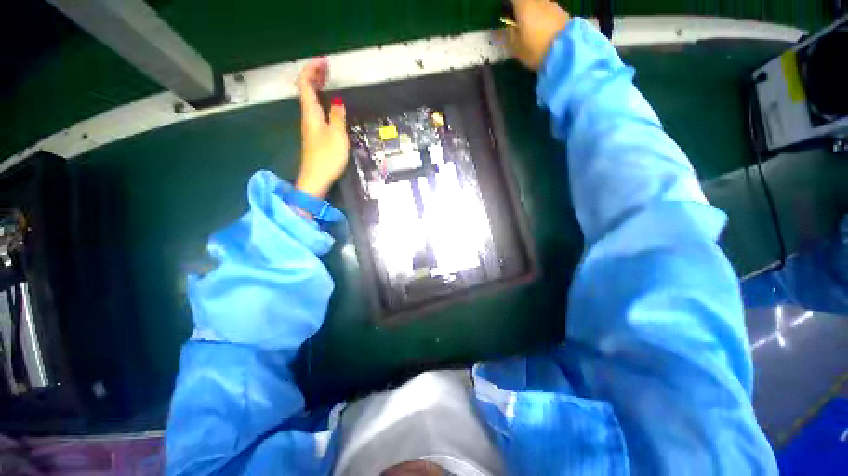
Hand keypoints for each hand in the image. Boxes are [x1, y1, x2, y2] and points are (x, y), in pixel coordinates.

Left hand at [296, 58, 348, 198]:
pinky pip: (315, 109)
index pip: (305, 84)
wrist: (316, 177)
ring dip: (317, 86)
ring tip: (327, 79)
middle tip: (327, 67)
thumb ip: (338, 117)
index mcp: (311, 113)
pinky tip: (328, 102)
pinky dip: (320, 99)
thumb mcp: (337, 136)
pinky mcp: (314, 134)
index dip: (312, 69)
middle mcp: (307, 116)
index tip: (324, 62)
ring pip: (310, 99)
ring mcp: (310, 125)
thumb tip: (338, 102)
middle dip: (314, 75)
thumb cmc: (327, 157)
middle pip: (305, 89)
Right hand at [507, 0, 570, 69]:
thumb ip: (508, 36)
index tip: (505, 12)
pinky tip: (543, 32)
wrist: (566, 52)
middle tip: (517, 22)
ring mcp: (553, 5)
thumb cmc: (536, 49)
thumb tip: (503, 30)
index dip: (509, 4)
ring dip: (534, 14)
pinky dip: (544, 18)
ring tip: (532, 30)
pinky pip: (549, 12)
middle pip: (528, 1)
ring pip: (539, 5)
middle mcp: (539, 1)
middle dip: (522, 9)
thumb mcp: (516, 48)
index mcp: (525, 6)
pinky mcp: (563, 13)